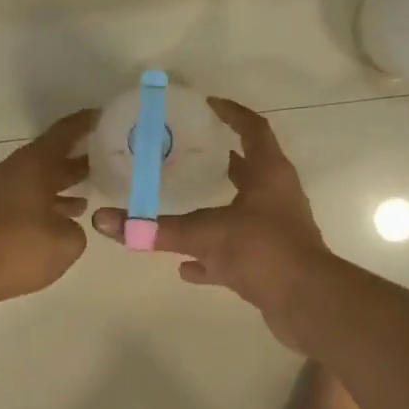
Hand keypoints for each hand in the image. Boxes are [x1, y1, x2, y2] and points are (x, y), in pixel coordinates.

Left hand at [0, 109, 96, 305]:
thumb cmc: (15, 248)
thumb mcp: (65, 243)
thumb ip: (75, 229)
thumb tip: (66, 226)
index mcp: (33, 165)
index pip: (64, 133)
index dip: (86, 123)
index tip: (104, 116)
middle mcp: (12, 170)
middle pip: (49, 158)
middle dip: (77, 160)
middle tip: (107, 162)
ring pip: (35, 182)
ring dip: (59, 188)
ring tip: (86, 198)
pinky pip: (22, 202)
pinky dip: (41, 207)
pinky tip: (54, 224)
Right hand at [93, 98, 330, 346]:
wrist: (306, 303)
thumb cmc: (262, 250)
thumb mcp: (204, 234)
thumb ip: (154, 228)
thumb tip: (102, 220)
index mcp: (269, 174)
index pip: (253, 129)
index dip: (232, 114)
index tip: (207, 105)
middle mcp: (276, 197)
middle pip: (247, 168)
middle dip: (218, 160)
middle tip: (183, 154)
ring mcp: (276, 231)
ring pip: (242, 211)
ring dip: (216, 208)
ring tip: (182, 203)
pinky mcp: (272, 263)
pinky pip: (237, 252)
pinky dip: (212, 257)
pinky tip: (186, 266)